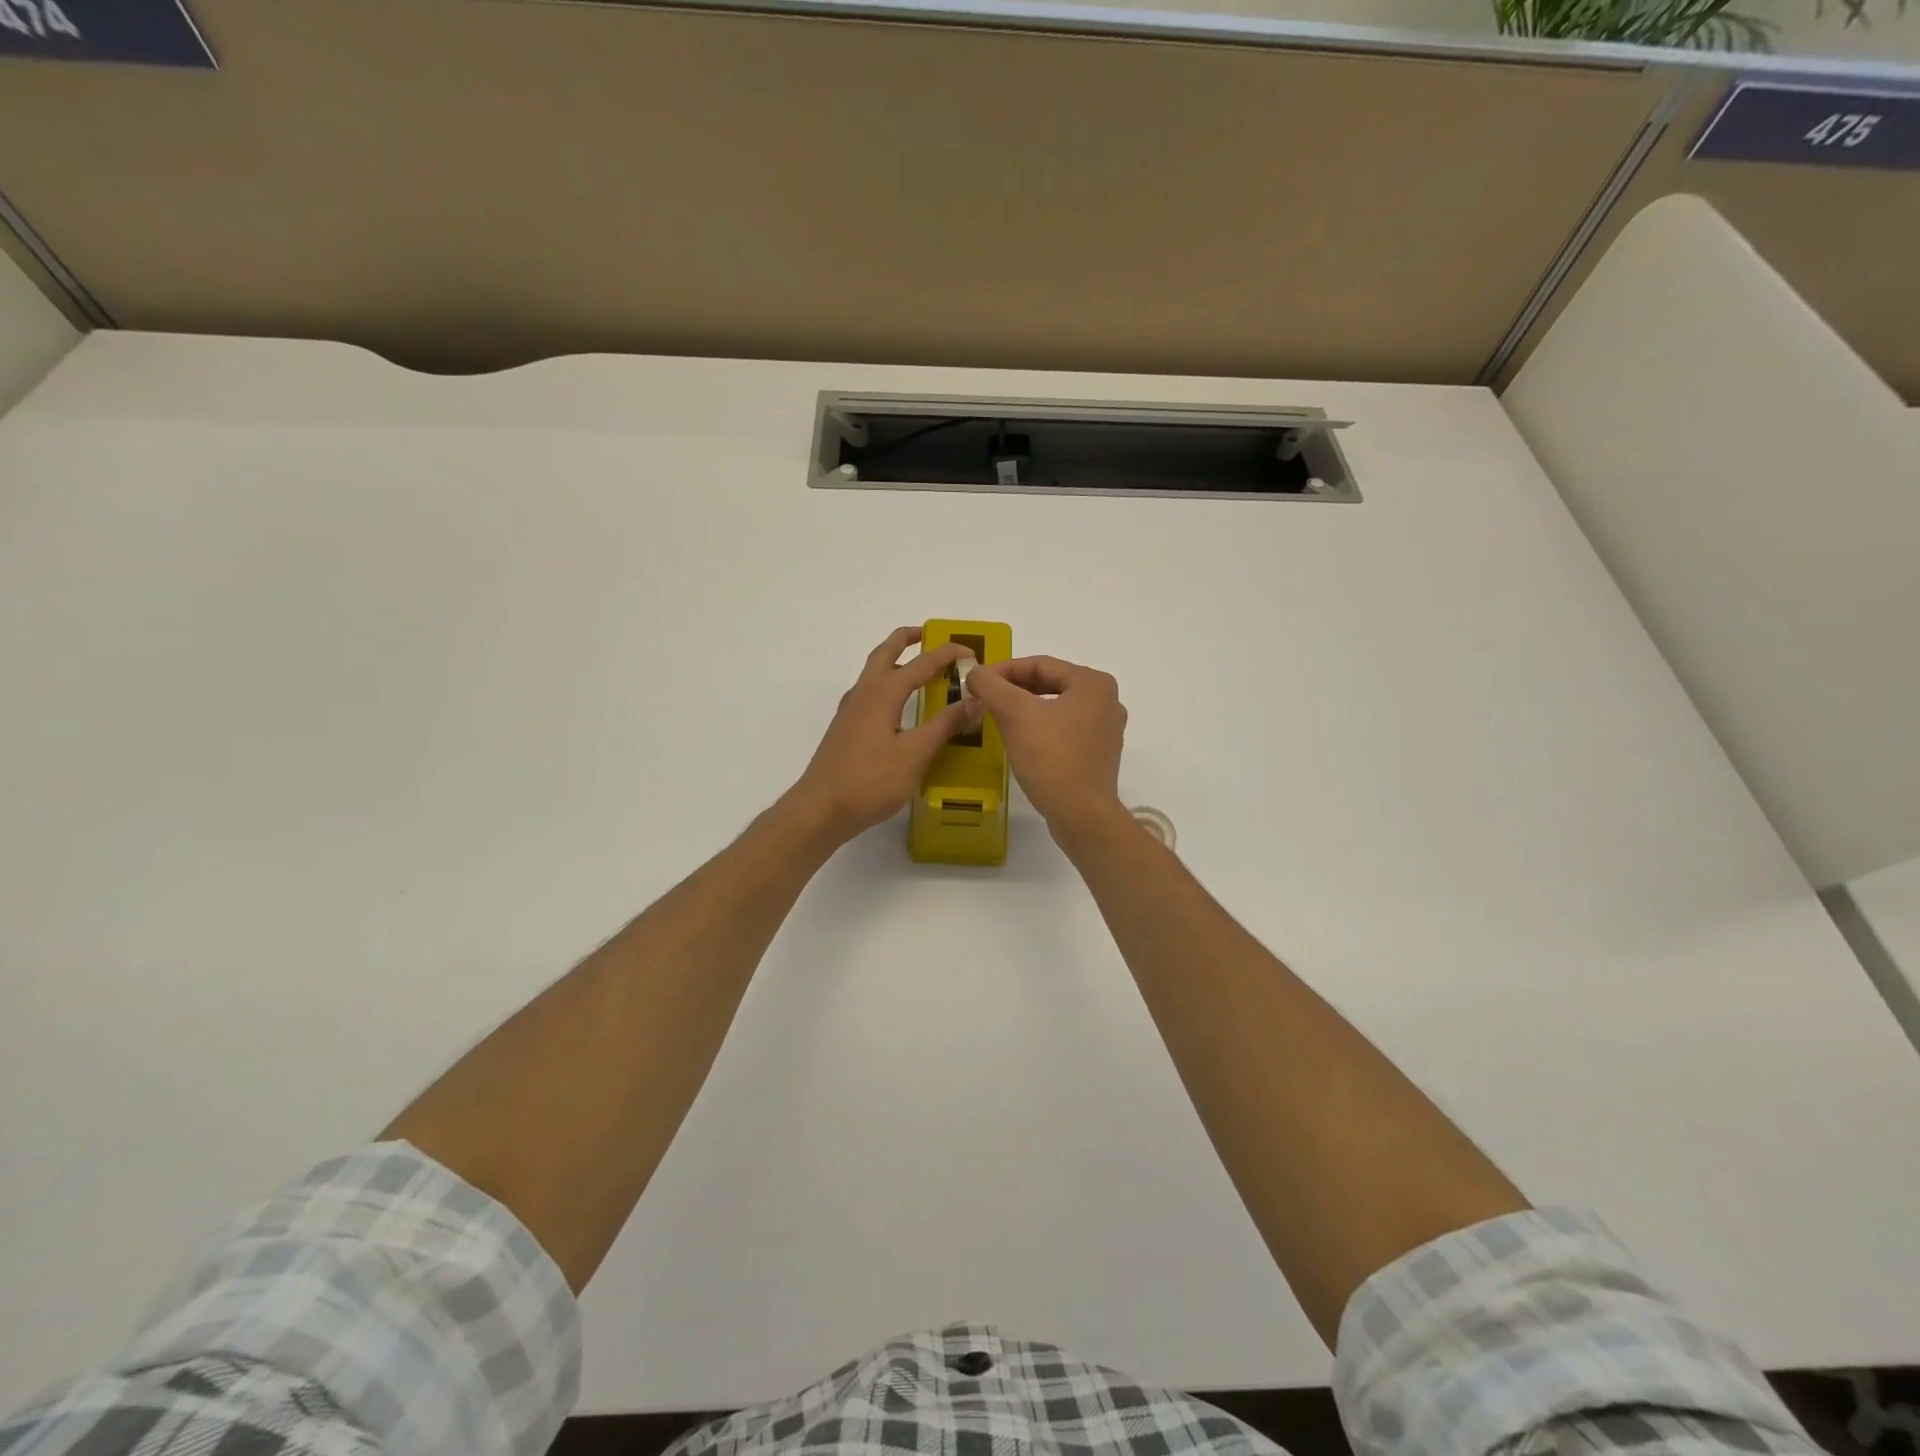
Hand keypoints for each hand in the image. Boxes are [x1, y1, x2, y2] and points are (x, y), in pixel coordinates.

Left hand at [787, 626, 984, 843]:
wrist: (821, 809)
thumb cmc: (870, 781)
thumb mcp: (915, 754)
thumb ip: (945, 725)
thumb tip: (976, 700)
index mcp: (883, 693)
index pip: (922, 663)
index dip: (948, 654)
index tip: (971, 653)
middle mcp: (864, 693)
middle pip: (886, 652)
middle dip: (908, 639)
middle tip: (931, 635)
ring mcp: (851, 711)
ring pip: (875, 672)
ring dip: (896, 661)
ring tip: (920, 669)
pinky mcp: (846, 729)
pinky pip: (871, 693)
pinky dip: (889, 685)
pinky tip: (900, 707)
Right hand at [963, 656, 1126, 837]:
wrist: (1081, 814)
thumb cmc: (1051, 757)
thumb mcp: (1014, 714)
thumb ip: (990, 685)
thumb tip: (975, 672)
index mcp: (1093, 683)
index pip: (1040, 664)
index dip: (1003, 670)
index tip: (977, 682)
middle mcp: (1107, 701)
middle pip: (1050, 684)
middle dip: (1014, 690)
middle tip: (985, 699)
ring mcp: (1106, 730)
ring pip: (1056, 708)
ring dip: (1026, 709)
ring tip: (998, 718)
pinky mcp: (1099, 755)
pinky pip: (1065, 731)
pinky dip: (1041, 729)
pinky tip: (1021, 741)